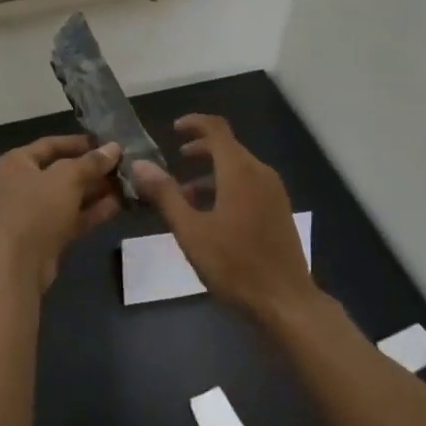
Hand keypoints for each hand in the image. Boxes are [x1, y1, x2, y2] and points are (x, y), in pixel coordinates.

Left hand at [0, 135, 121, 293]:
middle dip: (93, 169)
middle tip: (123, 166)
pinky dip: (92, 211)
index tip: (108, 143)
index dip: (80, 142)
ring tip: (127, 184)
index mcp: (16, 162)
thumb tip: (114, 148)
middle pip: (62, 171)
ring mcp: (33, 212)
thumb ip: (92, 162)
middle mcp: (21, 184)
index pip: (51, 144)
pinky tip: (118, 205)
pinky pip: (72, 217)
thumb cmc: (36, 210)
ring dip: (97, 190)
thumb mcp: (67, 178)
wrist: (17, 267)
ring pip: (69, 196)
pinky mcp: (45, 236)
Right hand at [130, 115, 318, 320]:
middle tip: (174, 161)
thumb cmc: (235, 265)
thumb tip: (139, 165)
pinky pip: (250, 185)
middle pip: (228, 147)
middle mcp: (260, 172)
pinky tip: (211, 216)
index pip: (216, 129)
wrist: (286, 301)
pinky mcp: (279, 210)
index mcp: (239, 171)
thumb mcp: (191, 232)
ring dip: (212, 173)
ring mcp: (274, 192)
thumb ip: (165, 195)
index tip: (173, 130)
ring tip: (185, 196)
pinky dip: (227, 187)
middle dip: (200, 150)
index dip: (194, 123)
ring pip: (239, 168)